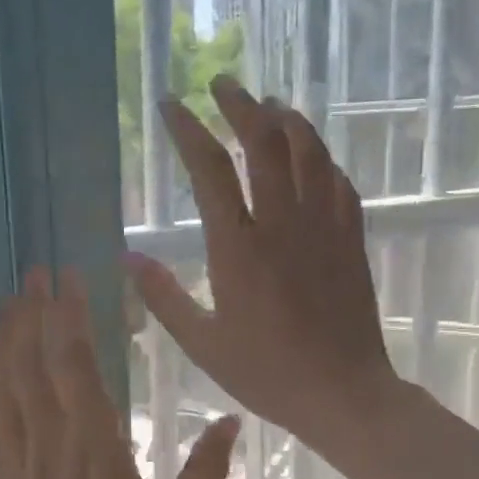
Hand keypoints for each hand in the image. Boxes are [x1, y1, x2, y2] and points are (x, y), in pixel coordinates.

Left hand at [0, 268, 239, 478]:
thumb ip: (205, 472)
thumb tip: (233, 421)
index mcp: (96, 450)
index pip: (76, 367)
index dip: (69, 318)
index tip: (67, 280)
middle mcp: (51, 446)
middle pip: (35, 366)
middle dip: (33, 314)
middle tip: (33, 272)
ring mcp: (18, 464)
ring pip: (6, 389)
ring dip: (6, 340)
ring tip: (6, 301)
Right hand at [123, 79, 394, 454]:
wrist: (343, 393)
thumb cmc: (267, 373)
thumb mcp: (202, 343)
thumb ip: (163, 296)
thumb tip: (127, 256)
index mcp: (238, 248)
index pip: (210, 169)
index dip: (188, 130)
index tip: (170, 104)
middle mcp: (282, 224)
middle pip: (264, 142)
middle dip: (240, 105)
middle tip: (221, 85)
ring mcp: (323, 228)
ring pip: (309, 151)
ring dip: (286, 119)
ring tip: (267, 105)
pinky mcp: (351, 239)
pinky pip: (338, 182)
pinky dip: (321, 158)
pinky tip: (311, 155)